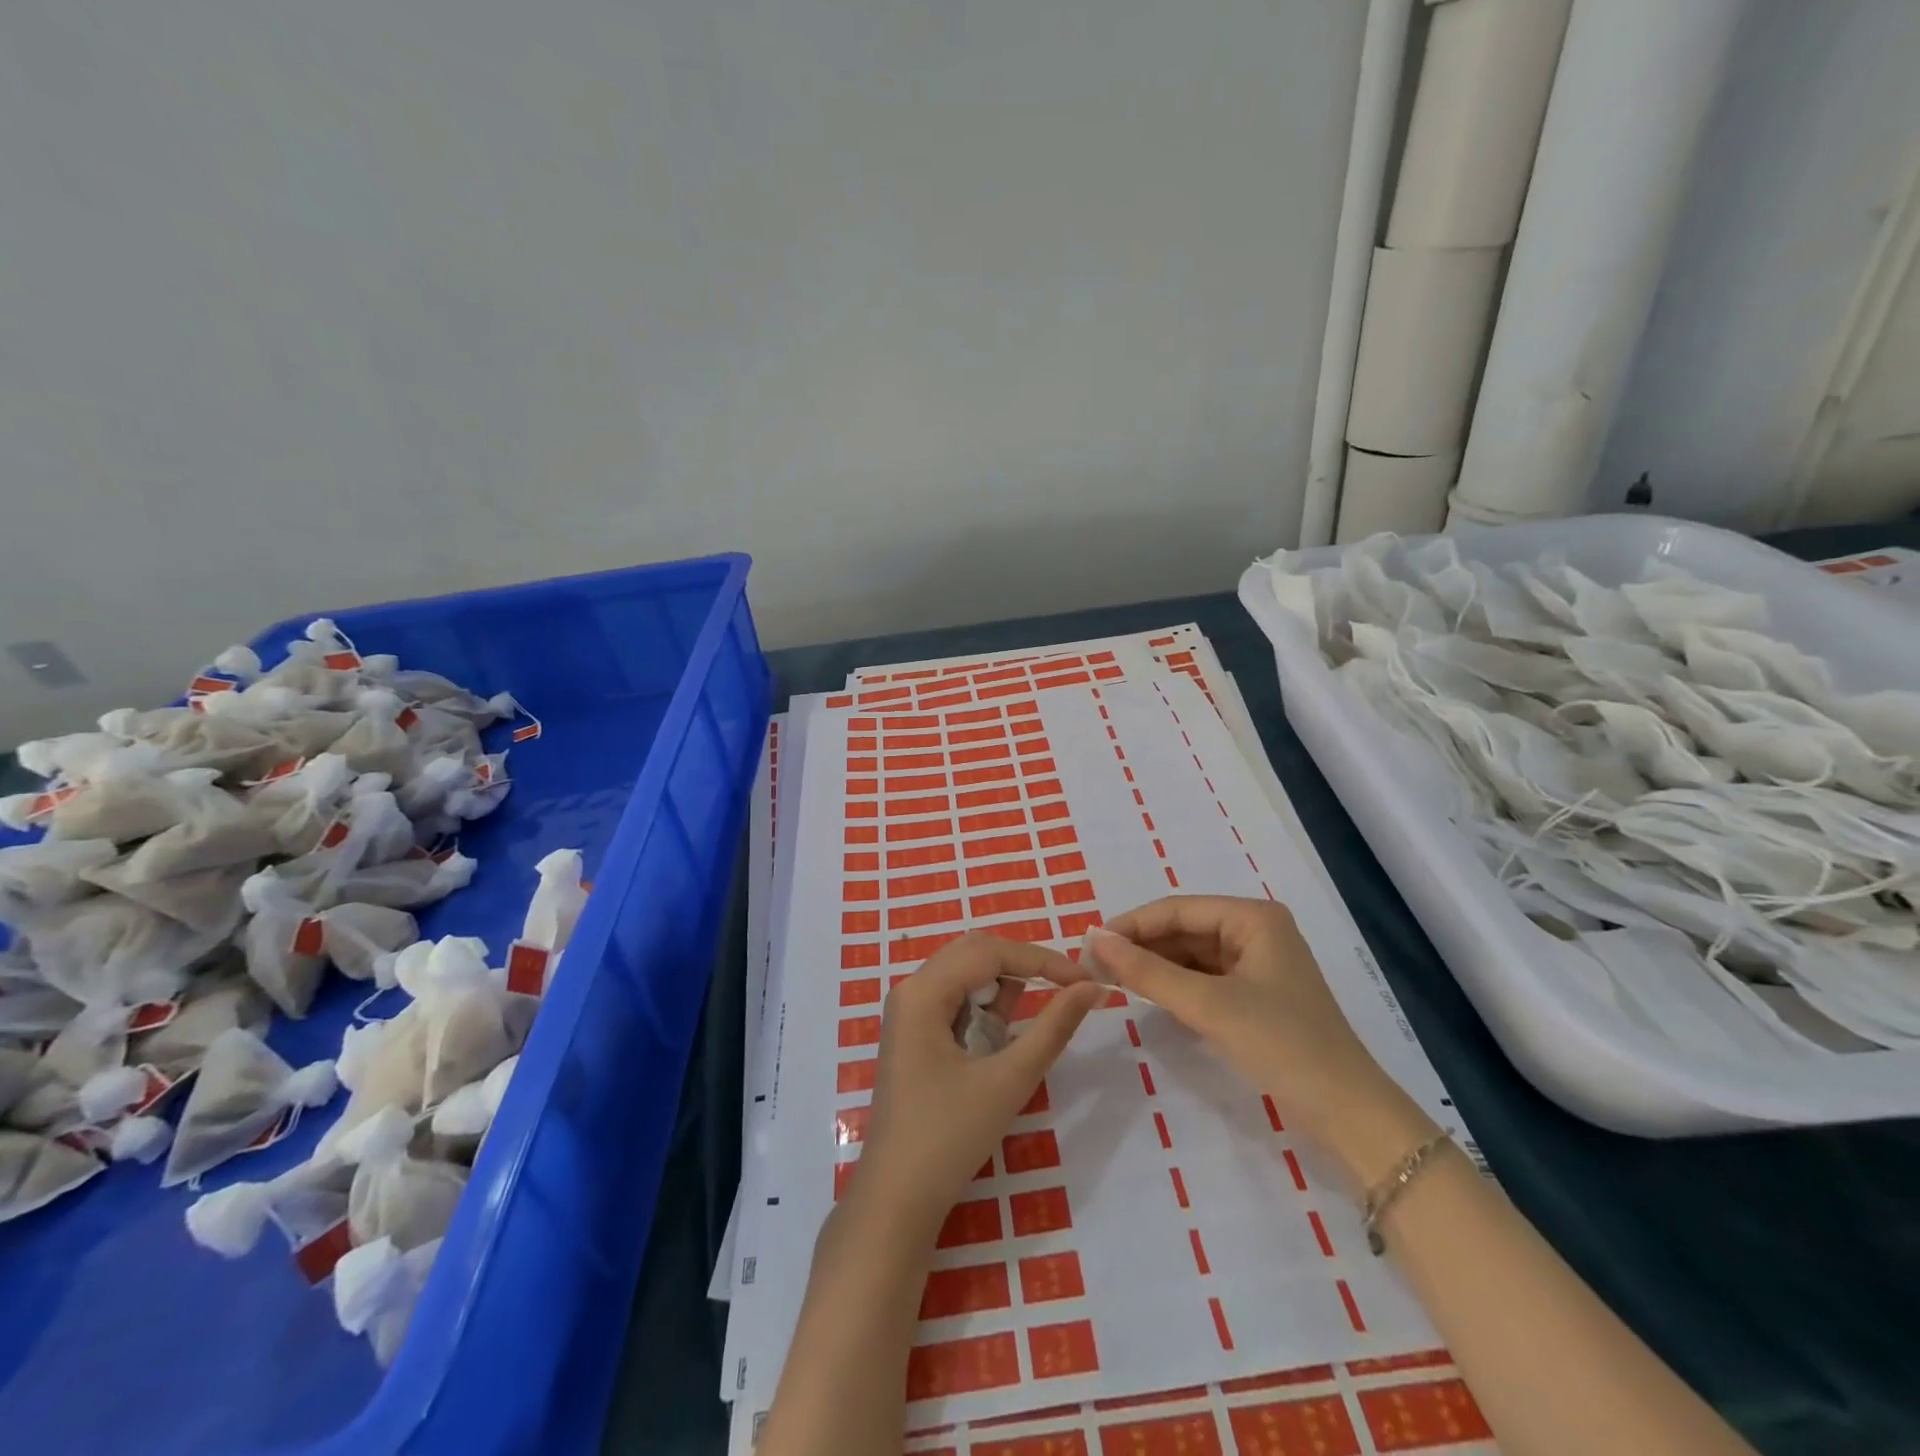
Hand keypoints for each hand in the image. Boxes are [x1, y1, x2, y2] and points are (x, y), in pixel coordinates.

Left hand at [847, 932, 1104, 1245]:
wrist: (896, 1200)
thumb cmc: (950, 1138)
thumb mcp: (1009, 1080)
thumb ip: (1052, 1028)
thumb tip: (1091, 987)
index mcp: (923, 991)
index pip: (990, 951)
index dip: (1041, 959)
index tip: (1085, 978)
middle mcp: (910, 989)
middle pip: (975, 953)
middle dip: (1022, 968)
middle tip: (1064, 992)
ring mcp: (908, 1012)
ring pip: (965, 976)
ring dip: (1001, 993)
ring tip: (1016, 1036)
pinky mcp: (913, 1034)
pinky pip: (955, 1002)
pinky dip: (983, 1013)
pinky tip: (994, 1047)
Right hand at [1085, 896, 1426, 1186]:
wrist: (1349, 1115)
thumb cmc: (1282, 1045)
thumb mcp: (1208, 1005)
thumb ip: (1147, 971)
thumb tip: (1094, 939)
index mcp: (1253, 917)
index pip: (1177, 909)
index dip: (1131, 924)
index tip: (1089, 945)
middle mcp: (1256, 931)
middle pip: (1184, 929)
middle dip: (1141, 946)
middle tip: (1094, 966)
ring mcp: (1258, 964)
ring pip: (1191, 954)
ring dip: (1155, 966)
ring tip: (1112, 980)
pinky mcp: (1256, 995)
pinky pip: (1204, 977)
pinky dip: (1176, 985)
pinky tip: (1148, 995)